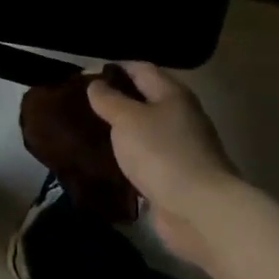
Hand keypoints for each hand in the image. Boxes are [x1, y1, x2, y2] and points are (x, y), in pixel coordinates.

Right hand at [86, 63, 239, 266]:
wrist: (199, 210)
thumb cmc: (162, 154)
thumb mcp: (128, 119)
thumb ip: (109, 99)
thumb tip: (95, 84)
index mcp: (172, 94)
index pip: (140, 68)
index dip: (113, 69)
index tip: (83, 77)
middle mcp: (179, 116)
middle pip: (143, 100)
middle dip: (113, 101)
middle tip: (79, 106)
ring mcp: (179, 148)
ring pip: (142, 131)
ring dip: (119, 132)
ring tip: (85, 132)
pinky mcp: (174, 176)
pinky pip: (145, 159)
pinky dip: (126, 158)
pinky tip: (103, 162)